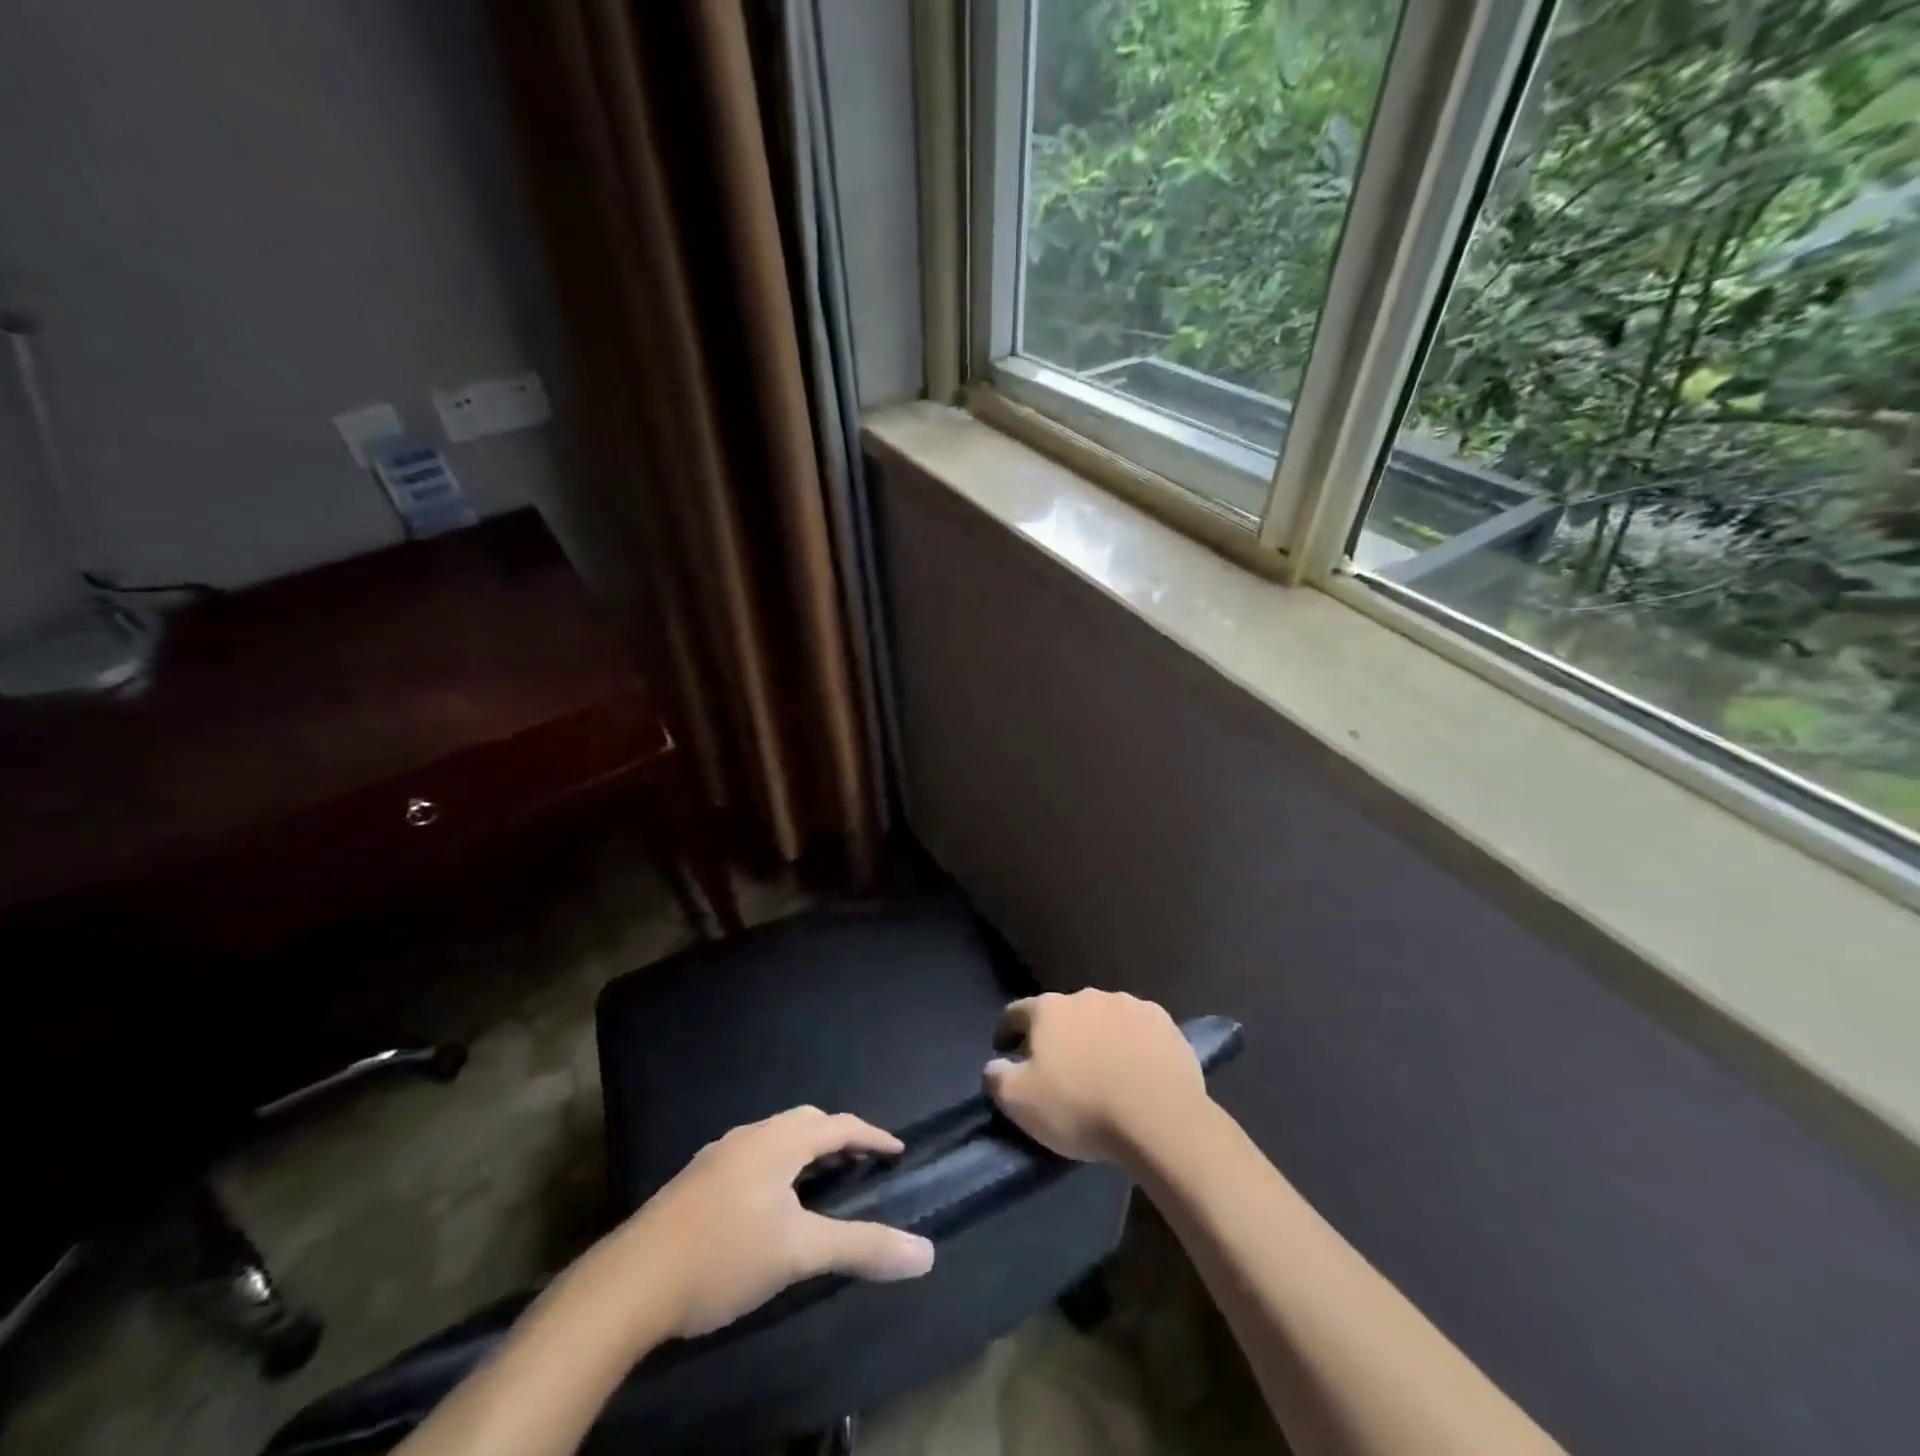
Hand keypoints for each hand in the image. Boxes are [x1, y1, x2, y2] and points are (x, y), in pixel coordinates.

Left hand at [616, 1106, 934, 1338]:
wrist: (629, 1284)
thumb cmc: (723, 1257)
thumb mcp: (799, 1253)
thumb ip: (862, 1247)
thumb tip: (925, 1254)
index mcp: (778, 1141)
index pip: (838, 1125)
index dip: (872, 1136)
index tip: (896, 1151)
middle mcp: (749, 1136)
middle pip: (805, 1123)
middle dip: (837, 1138)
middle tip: (860, 1164)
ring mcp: (717, 1156)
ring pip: (774, 1139)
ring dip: (803, 1152)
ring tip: (819, 1183)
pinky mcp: (694, 1182)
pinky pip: (750, 1157)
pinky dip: (776, 1167)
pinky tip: (768, 1204)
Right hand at [984, 990, 1208, 1167]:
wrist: (1159, 1119)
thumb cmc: (1081, 1108)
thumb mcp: (1020, 1102)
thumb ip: (997, 1077)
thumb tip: (995, 1065)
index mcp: (1049, 1009)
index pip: (1016, 1012)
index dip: (1006, 1031)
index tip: (1005, 1051)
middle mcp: (1087, 996)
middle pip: (1062, 1013)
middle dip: (1057, 1035)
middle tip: (1059, 1068)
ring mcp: (1129, 1005)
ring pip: (1102, 1017)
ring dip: (1096, 1036)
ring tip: (1102, 1069)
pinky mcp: (1163, 1021)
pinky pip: (1137, 1029)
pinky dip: (1131, 1043)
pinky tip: (1137, 1068)